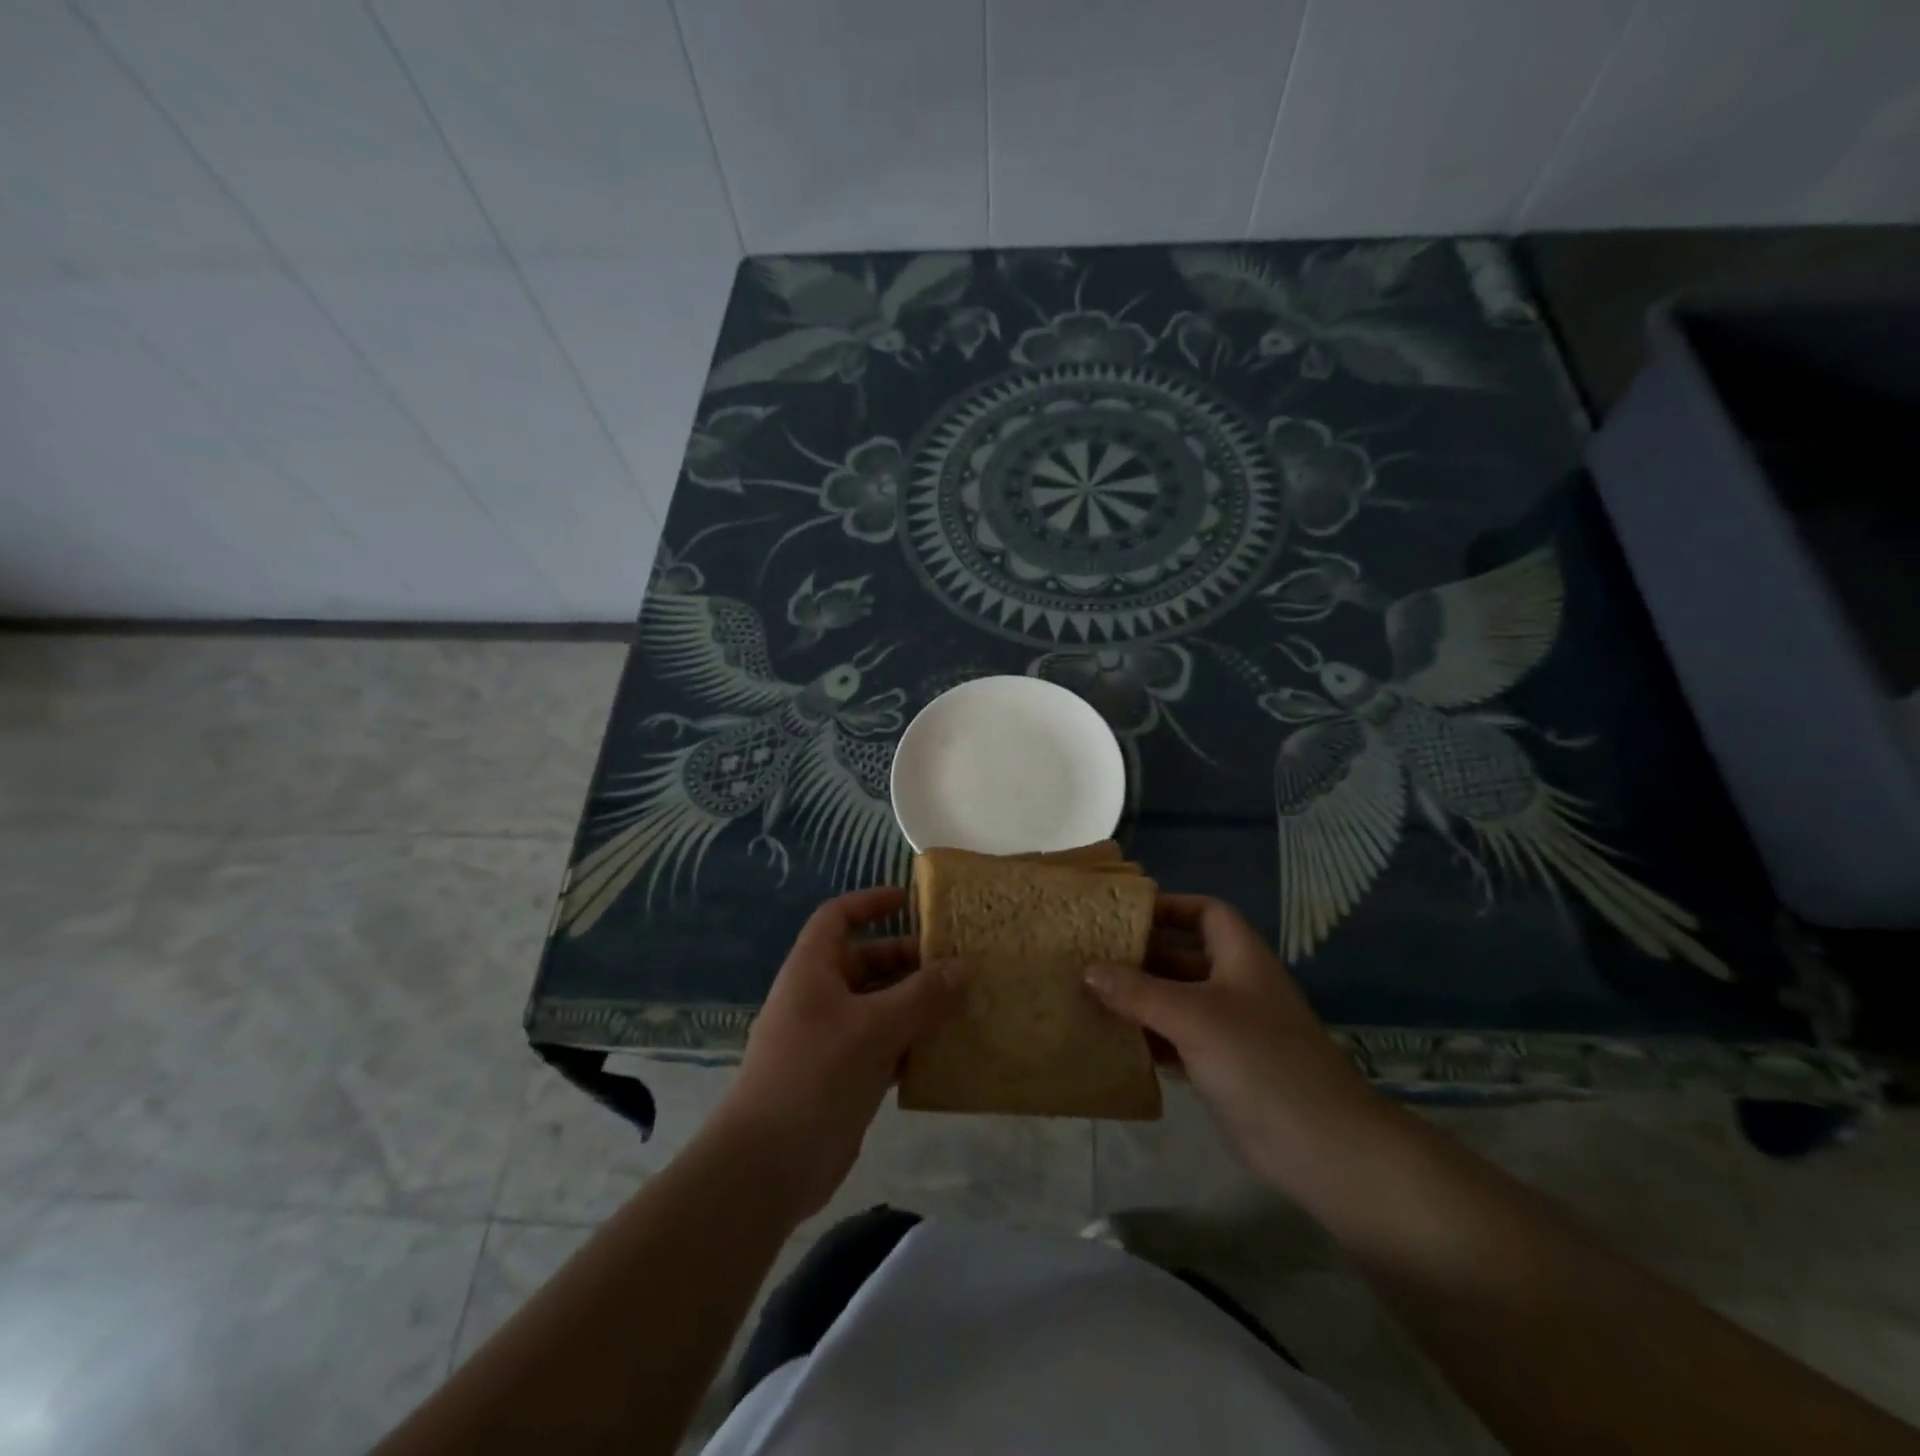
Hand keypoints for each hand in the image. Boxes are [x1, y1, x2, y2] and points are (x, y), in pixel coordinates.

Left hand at [712, 886, 960, 1220]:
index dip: (870, 903)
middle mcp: (820, 997)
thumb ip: (922, 996)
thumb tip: (962, 968)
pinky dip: (911, 1043)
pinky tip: (946, 1050)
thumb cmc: (815, 1076)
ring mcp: (831, 1039)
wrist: (766, 1167)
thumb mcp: (874, 1028)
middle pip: (866, 961)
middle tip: (956, 963)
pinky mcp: (843, 1077)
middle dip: (908, 959)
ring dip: (916, 1004)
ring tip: (963, 1003)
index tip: (910, 901)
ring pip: (879, 1006)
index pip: (838, 917)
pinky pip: (883, 1046)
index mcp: (813, 970)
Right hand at [1084, 895, 1388, 1192]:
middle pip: (1183, 956)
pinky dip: (1148, 1037)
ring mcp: (1230, 1029)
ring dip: (1138, 999)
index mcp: (1241, 958)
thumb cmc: (1259, 1061)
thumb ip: (1138, 992)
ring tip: (1090, 996)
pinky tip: (1113, 1040)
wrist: (1321, 1147)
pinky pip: (1176, 1039)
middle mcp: (1236, 986)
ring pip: (1176, 1000)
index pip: (1206, 912)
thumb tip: (1088, 969)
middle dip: (1141, 956)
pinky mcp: (1222, 1067)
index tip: (1124, 914)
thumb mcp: (1194, 1017)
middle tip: (1090, 956)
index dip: (1169, 907)